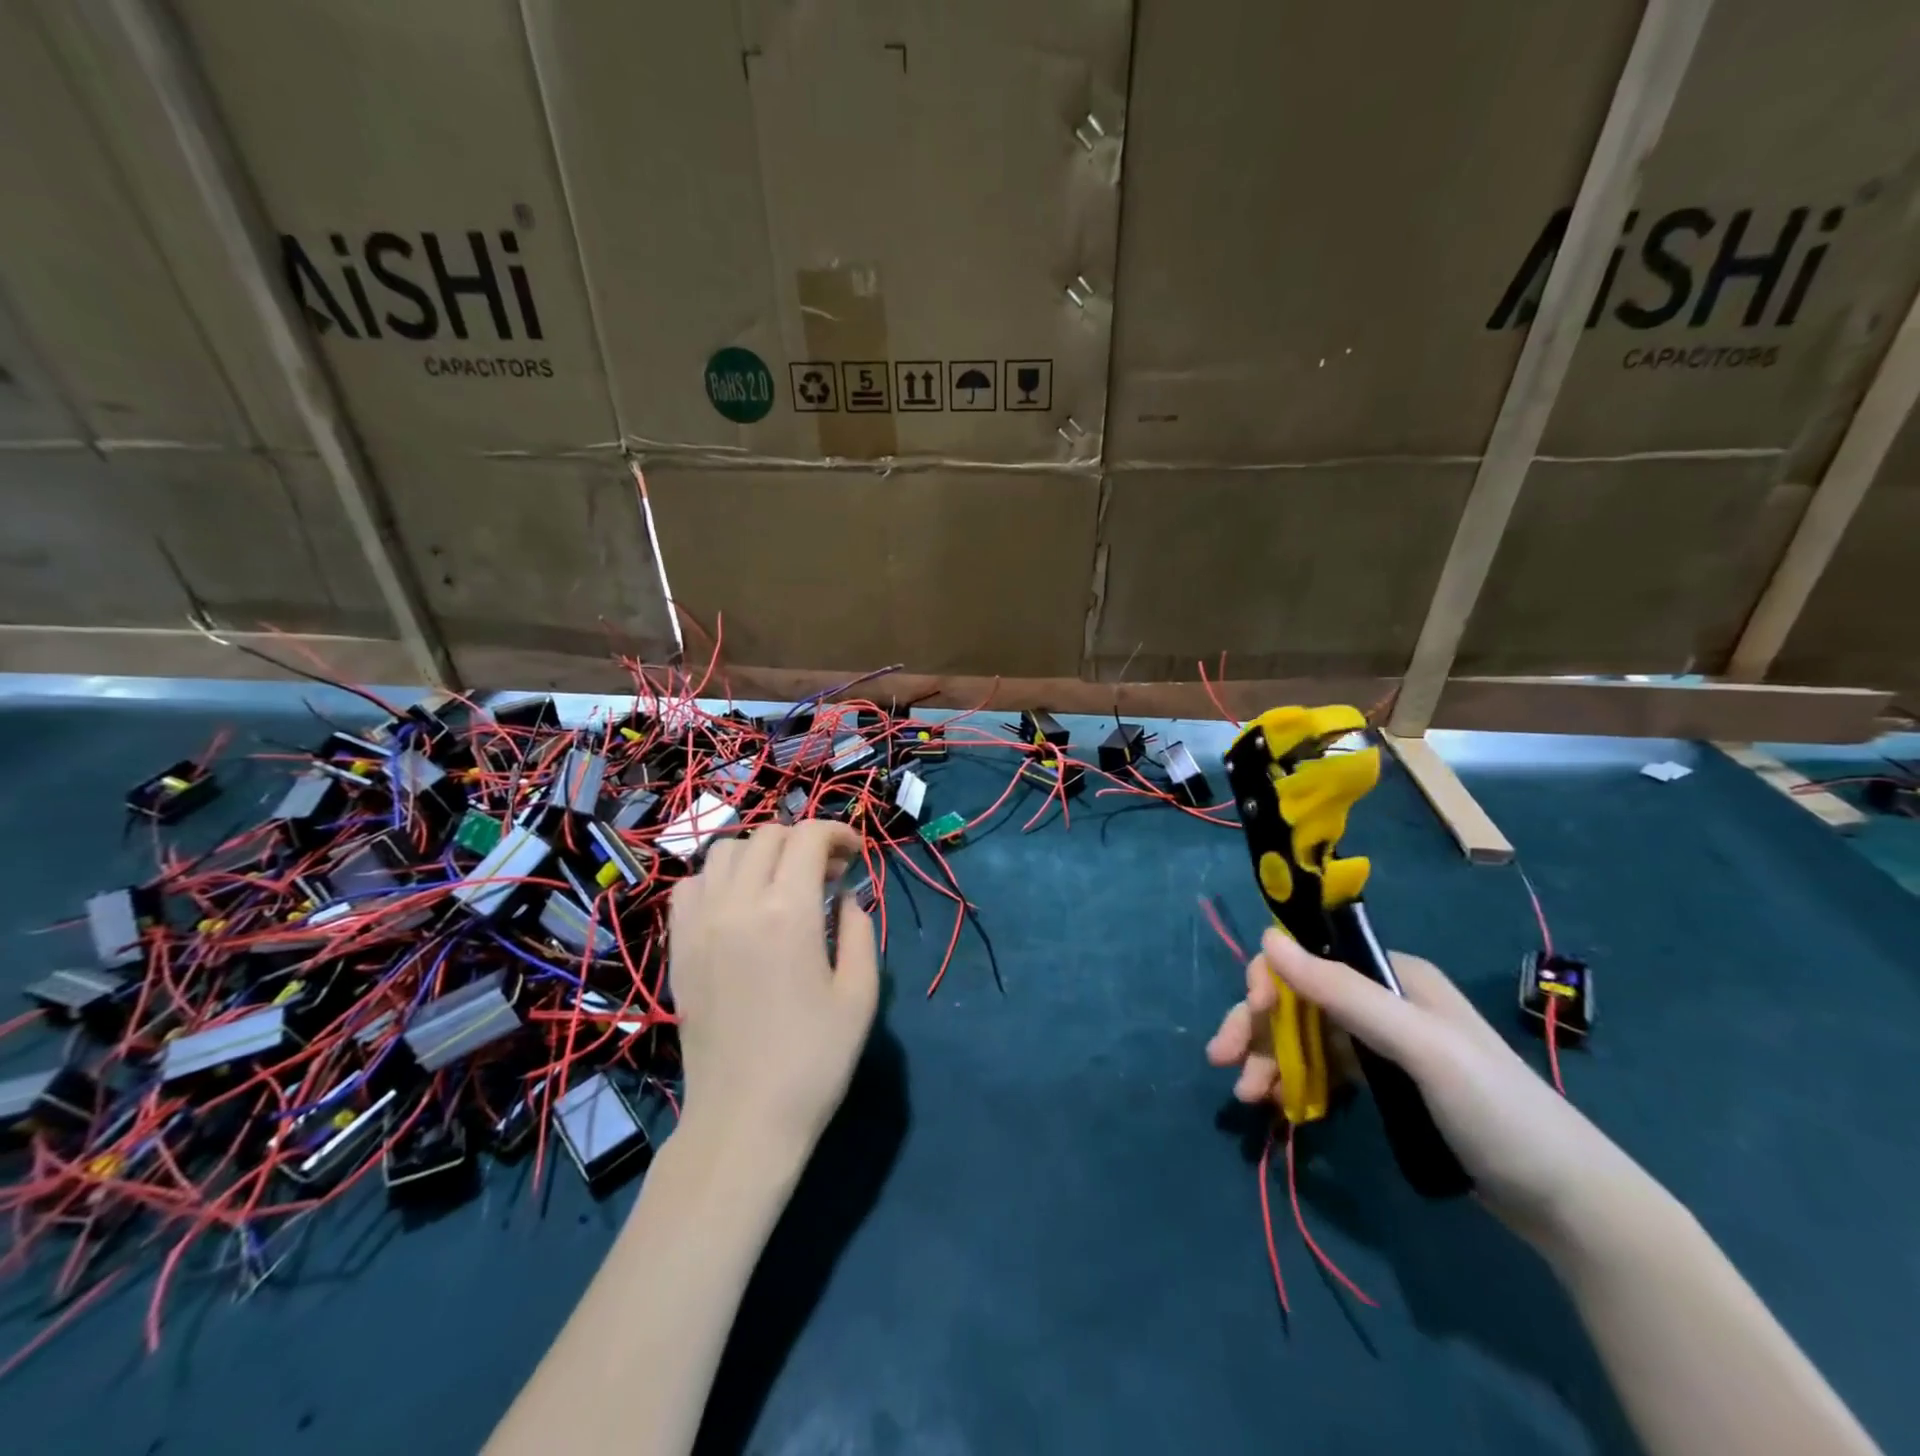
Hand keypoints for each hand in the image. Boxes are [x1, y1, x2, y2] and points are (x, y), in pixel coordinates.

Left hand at [668, 821, 879, 1172]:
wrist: (744, 1119)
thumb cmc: (814, 1061)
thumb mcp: (860, 994)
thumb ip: (860, 930)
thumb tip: (845, 896)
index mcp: (789, 912)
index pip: (808, 837)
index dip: (837, 833)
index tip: (855, 855)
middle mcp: (738, 904)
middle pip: (768, 835)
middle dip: (804, 841)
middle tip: (828, 873)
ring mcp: (701, 924)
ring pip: (726, 851)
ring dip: (761, 853)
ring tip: (782, 883)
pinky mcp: (679, 947)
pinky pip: (691, 886)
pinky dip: (719, 878)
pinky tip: (739, 905)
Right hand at [1207, 929, 1644, 1249]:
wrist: (1570, 1204)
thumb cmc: (1497, 1112)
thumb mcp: (1419, 1048)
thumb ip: (1344, 993)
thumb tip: (1267, 936)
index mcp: (1392, 974)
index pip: (1309, 958)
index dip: (1269, 980)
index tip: (1249, 1016)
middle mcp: (1381, 1000)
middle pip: (1297, 999)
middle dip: (1255, 1026)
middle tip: (1221, 1061)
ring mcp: (1381, 1043)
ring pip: (1302, 1036)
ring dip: (1268, 1059)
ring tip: (1247, 1098)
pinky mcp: (1382, 1083)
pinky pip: (1320, 1069)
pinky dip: (1293, 1081)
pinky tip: (1278, 1105)